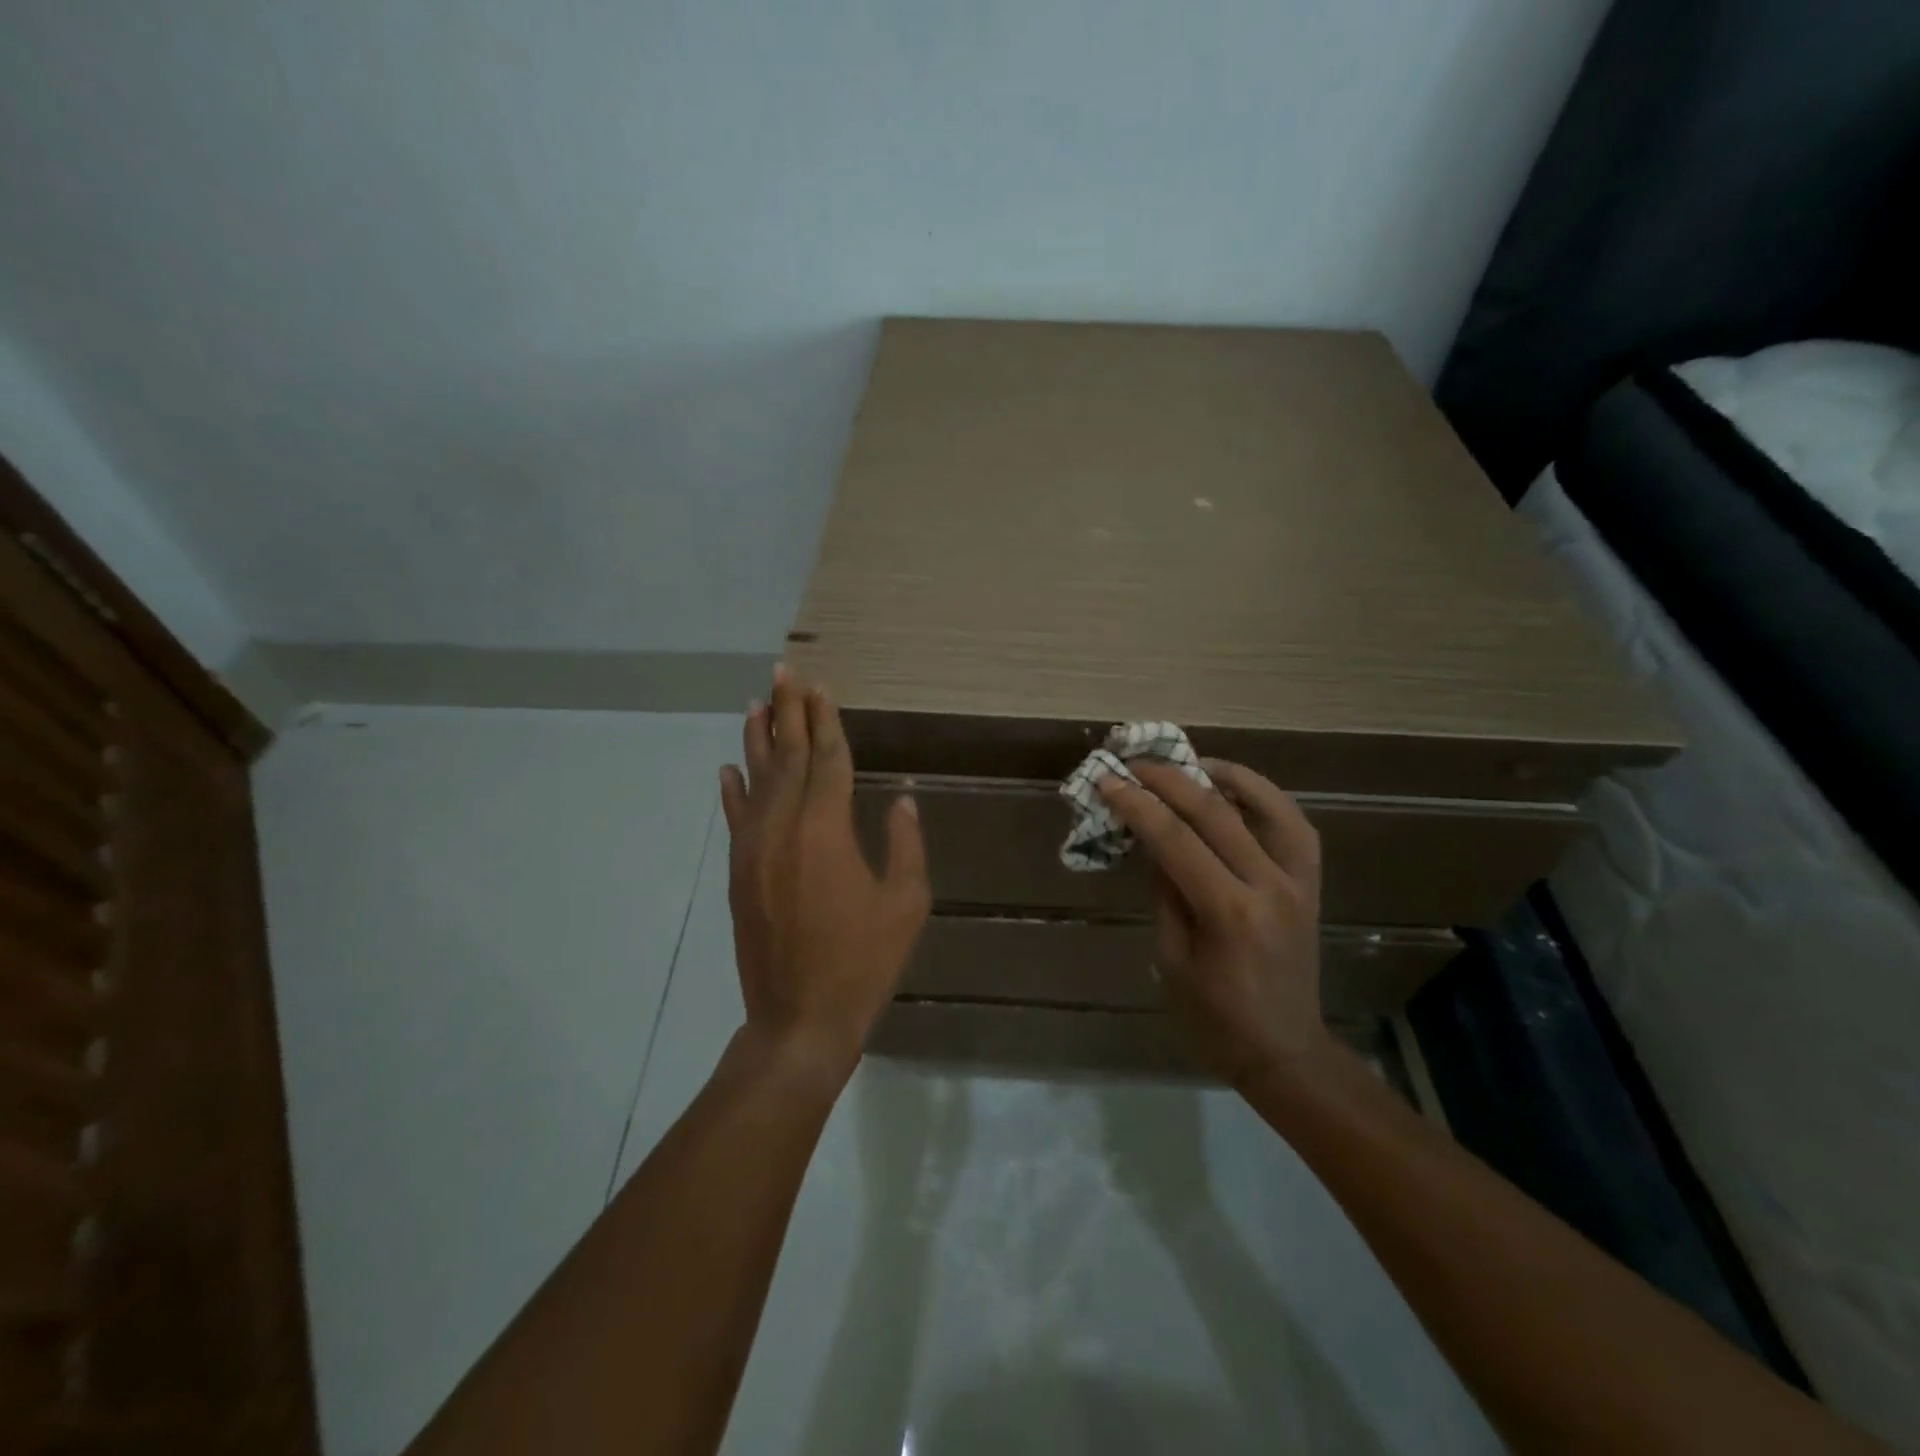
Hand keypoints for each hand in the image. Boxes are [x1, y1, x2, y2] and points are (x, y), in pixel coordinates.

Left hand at [720, 666, 930, 1076]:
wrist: (799, 1018)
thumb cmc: (862, 961)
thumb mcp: (904, 903)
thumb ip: (904, 845)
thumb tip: (901, 800)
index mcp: (827, 830)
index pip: (828, 760)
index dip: (826, 722)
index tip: (820, 688)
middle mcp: (784, 828)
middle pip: (788, 758)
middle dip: (788, 713)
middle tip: (784, 673)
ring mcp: (754, 849)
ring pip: (757, 780)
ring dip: (758, 739)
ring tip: (757, 702)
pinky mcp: (739, 873)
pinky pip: (735, 819)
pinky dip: (732, 789)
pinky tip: (728, 766)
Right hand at [1098, 759, 1325, 1085]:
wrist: (1284, 1051)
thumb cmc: (1215, 1018)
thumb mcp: (1171, 959)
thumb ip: (1165, 893)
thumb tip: (1152, 841)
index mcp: (1227, 912)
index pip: (1174, 839)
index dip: (1137, 805)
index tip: (1108, 780)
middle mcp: (1269, 886)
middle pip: (1216, 812)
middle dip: (1169, 780)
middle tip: (1135, 764)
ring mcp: (1298, 882)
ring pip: (1268, 806)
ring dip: (1226, 775)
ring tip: (1191, 762)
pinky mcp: (1311, 884)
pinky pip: (1294, 826)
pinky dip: (1266, 798)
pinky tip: (1237, 789)